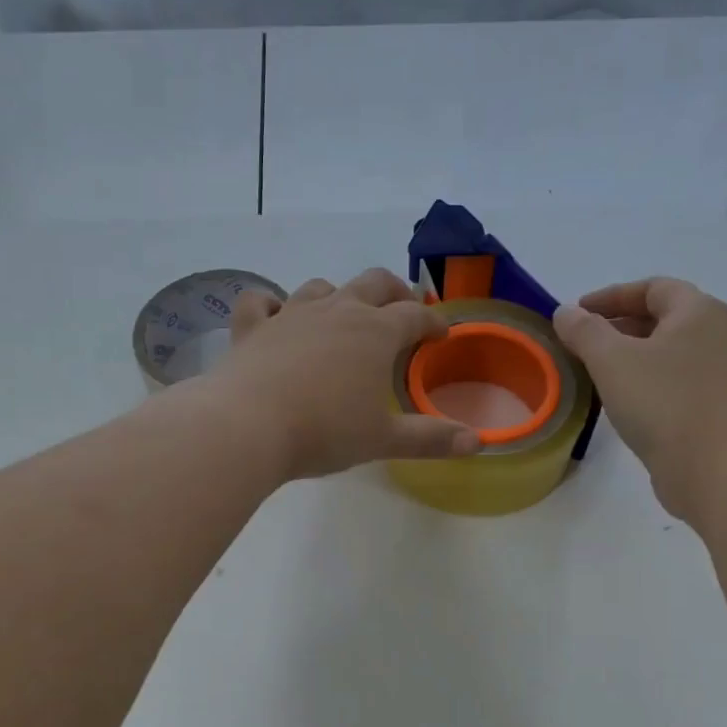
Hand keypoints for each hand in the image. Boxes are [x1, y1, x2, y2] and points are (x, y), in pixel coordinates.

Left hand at [212, 268, 481, 479]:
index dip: (432, 323)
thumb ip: (431, 438)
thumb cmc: (325, 432)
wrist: (249, 426)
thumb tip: (478, 443)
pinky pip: (260, 301)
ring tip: (343, 314)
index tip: (441, 335)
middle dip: (394, 292)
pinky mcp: (252, 327)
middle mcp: (337, 311)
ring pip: (321, 287)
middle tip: (402, 309)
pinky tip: (275, 316)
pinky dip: (270, 304)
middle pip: (373, 283)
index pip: (414, 317)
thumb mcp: (383, 439)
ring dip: (338, 296)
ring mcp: (290, 313)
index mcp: (375, 333)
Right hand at [552, 278, 726, 518]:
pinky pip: (669, 381)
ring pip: (663, 352)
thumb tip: (566, 313)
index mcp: (697, 312)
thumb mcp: (612, 360)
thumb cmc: (664, 402)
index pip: (652, 288)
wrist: (716, 467)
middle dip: (616, 326)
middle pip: (660, 318)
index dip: (611, 296)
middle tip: (579, 342)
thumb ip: (584, 331)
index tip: (577, 313)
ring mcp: (715, 373)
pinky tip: (618, 400)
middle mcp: (713, 335)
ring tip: (592, 371)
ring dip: (627, 356)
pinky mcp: (710, 406)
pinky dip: (641, 381)